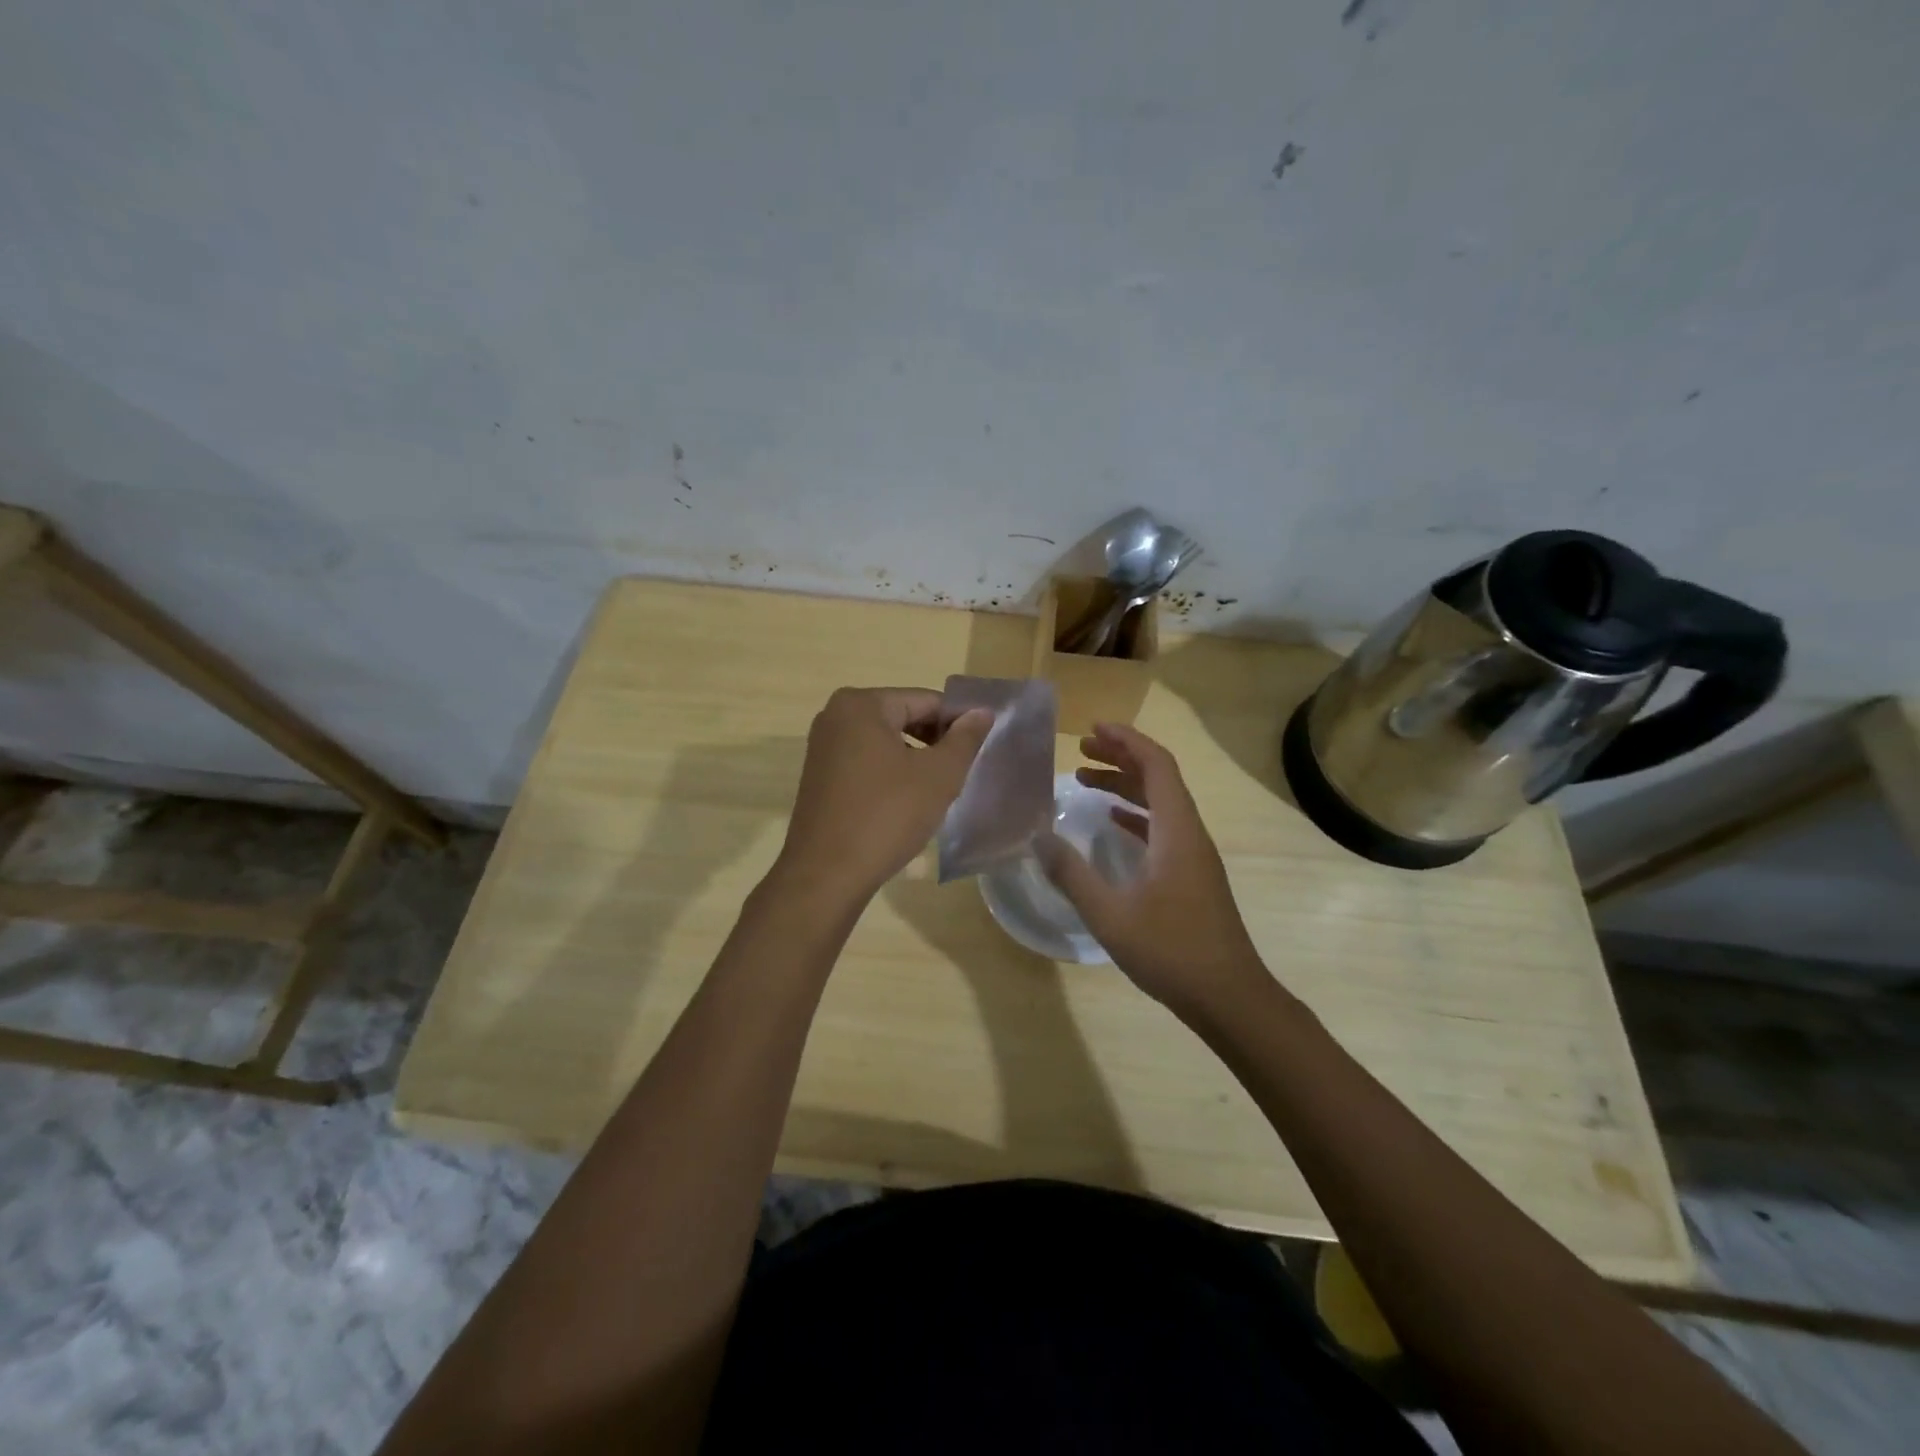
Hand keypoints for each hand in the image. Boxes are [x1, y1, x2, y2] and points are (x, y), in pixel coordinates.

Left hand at [774, 687, 992, 904]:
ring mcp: (823, 747)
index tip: (980, 749)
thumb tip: (981, 712)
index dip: (958, 723)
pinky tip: (906, 804)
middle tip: (960, 772)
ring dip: (915, 760)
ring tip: (937, 791)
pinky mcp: (819, 776)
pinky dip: (890, 774)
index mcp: (862, 704)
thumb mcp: (938, 775)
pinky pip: (866, 762)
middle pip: (903, 717)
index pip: (926, 701)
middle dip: (935, 742)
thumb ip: (964, 738)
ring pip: (885, 742)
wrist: (826, 875)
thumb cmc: (887, 816)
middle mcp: (835, 716)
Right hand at [1036, 723, 1268, 1018]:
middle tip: (1080, 749)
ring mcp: (1194, 856)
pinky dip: (1136, 816)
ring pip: (1161, 804)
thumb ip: (1071, 873)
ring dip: (1126, 786)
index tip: (1092, 728)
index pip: (1156, 765)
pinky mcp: (1192, 877)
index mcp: (1177, 830)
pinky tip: (1112, 823)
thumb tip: (1038, 837)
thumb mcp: (1110, 913)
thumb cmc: (1171, 950)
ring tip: (1084, 780)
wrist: (1229, 998)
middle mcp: (1190, 833)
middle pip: (1159, 778)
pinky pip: (1163, 829)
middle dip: (1121, 757)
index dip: (1126, 740)